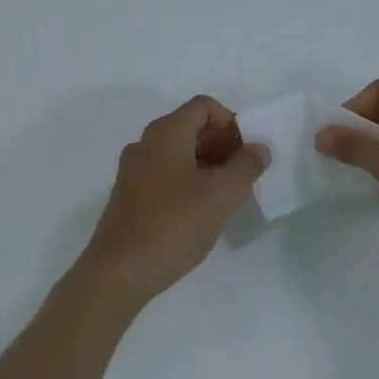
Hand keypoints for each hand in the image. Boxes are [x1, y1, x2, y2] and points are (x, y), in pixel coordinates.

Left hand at [72, 96, 267, 305]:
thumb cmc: (174, 225)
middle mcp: (146, 144)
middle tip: (245, 174)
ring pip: (179, 153)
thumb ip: (246, 166)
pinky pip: (166, 174)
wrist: (119, 272)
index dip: (231, 122)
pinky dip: (189, 181)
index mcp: (166, 133)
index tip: (248, 152)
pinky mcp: (129, 196)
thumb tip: (259, 148)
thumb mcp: (221, 195)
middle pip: (191, 127)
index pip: (203, 106)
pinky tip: (203, 211)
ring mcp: (134, 171)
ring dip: (208, 164)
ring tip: (229, 195)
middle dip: (223, 144)